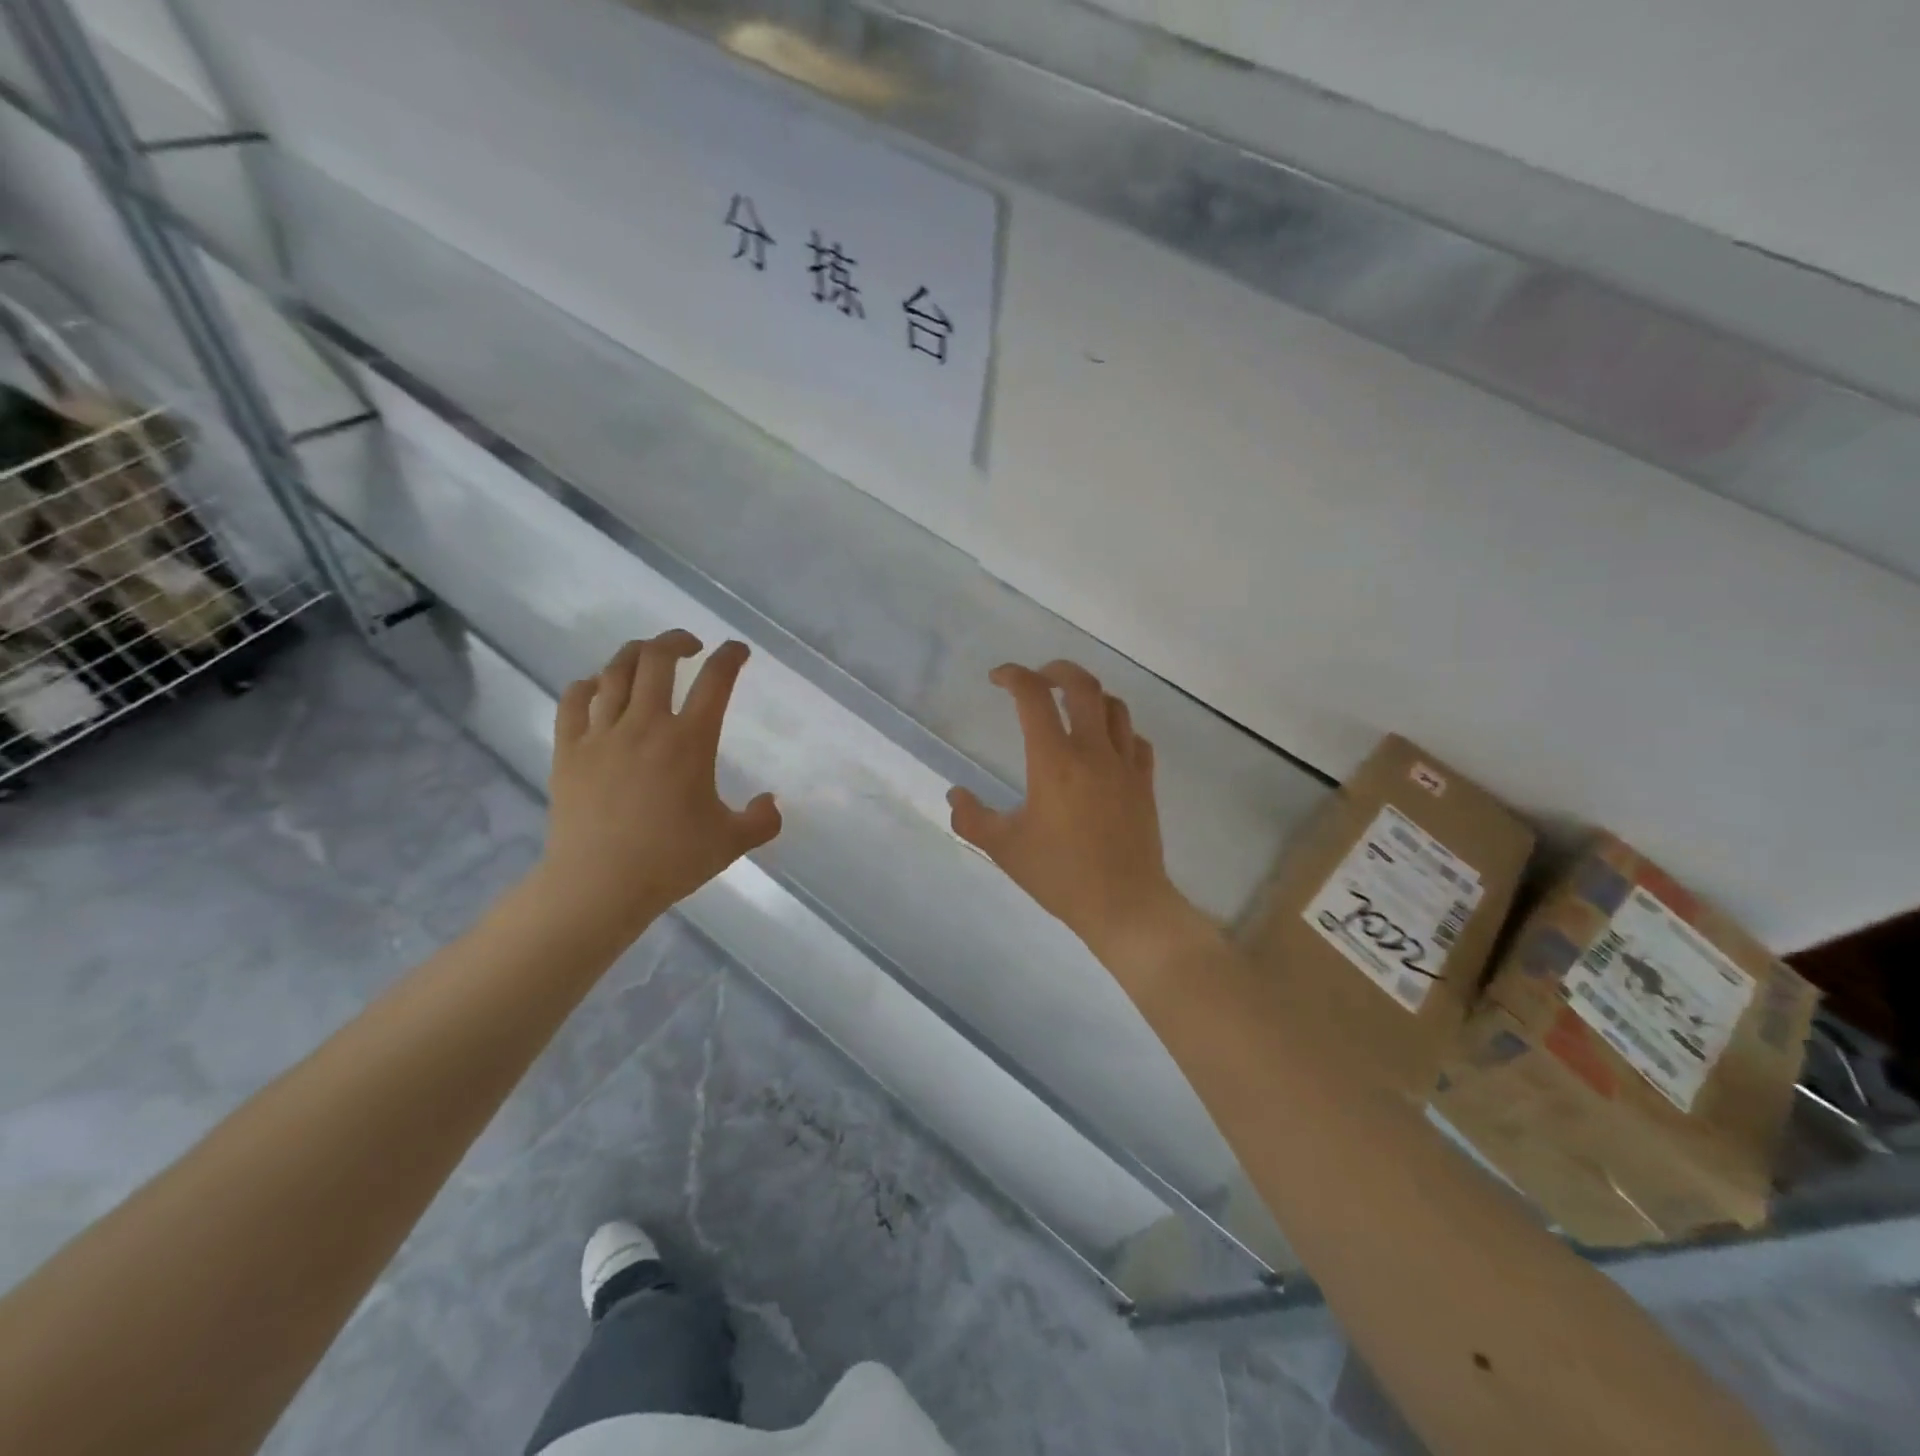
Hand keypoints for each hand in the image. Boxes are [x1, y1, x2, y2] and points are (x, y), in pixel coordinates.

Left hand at [537, 632, 781, 940]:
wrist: (599, 886)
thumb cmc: (671, 861)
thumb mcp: (732, 843)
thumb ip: (762, 820)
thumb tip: (771, 802)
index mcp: (689, 741)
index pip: (715, 681)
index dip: (730, 657)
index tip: (738, 651)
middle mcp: (646, 725)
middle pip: (657, 659)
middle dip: (676, 641)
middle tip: (690, 645)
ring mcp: (602, 734)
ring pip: (615, 672)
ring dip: (635, 654)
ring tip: (647, 655)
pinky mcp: (569, 750)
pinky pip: (574, 701)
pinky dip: (588, 685)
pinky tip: (596, 686)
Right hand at [948, 661, 1204, 968]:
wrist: (1125, 905)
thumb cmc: (1060, 875)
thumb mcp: (1004, 848)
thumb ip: (972, 818)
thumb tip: (955, 794)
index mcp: (1054, 762)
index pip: (1033, 698)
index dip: (1013, 676)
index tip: (997, 678)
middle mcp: (1093, 752)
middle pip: (1083, 686)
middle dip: (1056, 670)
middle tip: (1037, 678)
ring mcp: (1125, 765)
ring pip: (1115, 706)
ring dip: (1089, 696)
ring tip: (1070, 706)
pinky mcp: (1145, 783)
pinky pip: (1135, 739)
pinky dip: (1117, 730)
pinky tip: (1104, 745)